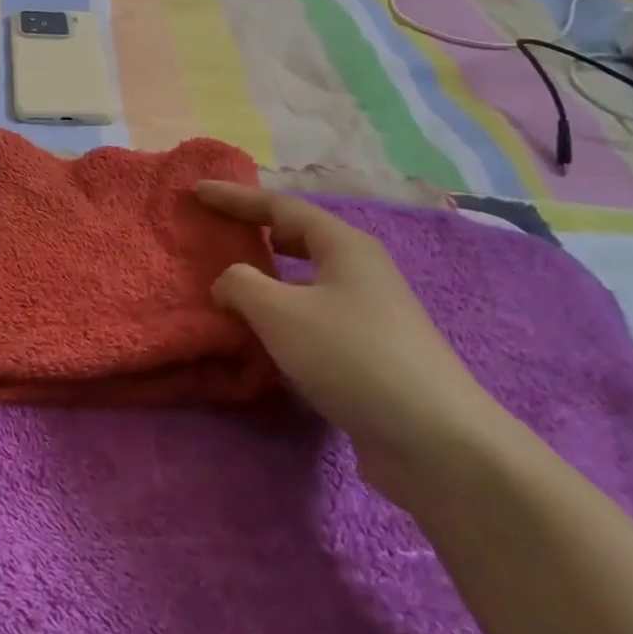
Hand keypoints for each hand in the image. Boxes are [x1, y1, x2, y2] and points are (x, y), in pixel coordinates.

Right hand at [194, 182, 503, 499]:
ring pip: (307, 282)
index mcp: (344, 246)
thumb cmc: (352, 356)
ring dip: (269, 280)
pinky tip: (263, 340)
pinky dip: (283, 318)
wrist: (435, 441)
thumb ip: (241, 285)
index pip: (280, 206)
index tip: (197, 191)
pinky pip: (315, 320)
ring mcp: (371, 314)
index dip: (235, 197)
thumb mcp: (281, 312)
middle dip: (256, 233)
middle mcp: (360, 271)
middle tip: (217, 234)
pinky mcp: (371, 355)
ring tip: (231, 286)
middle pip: (299, 238)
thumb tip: (228, 282)